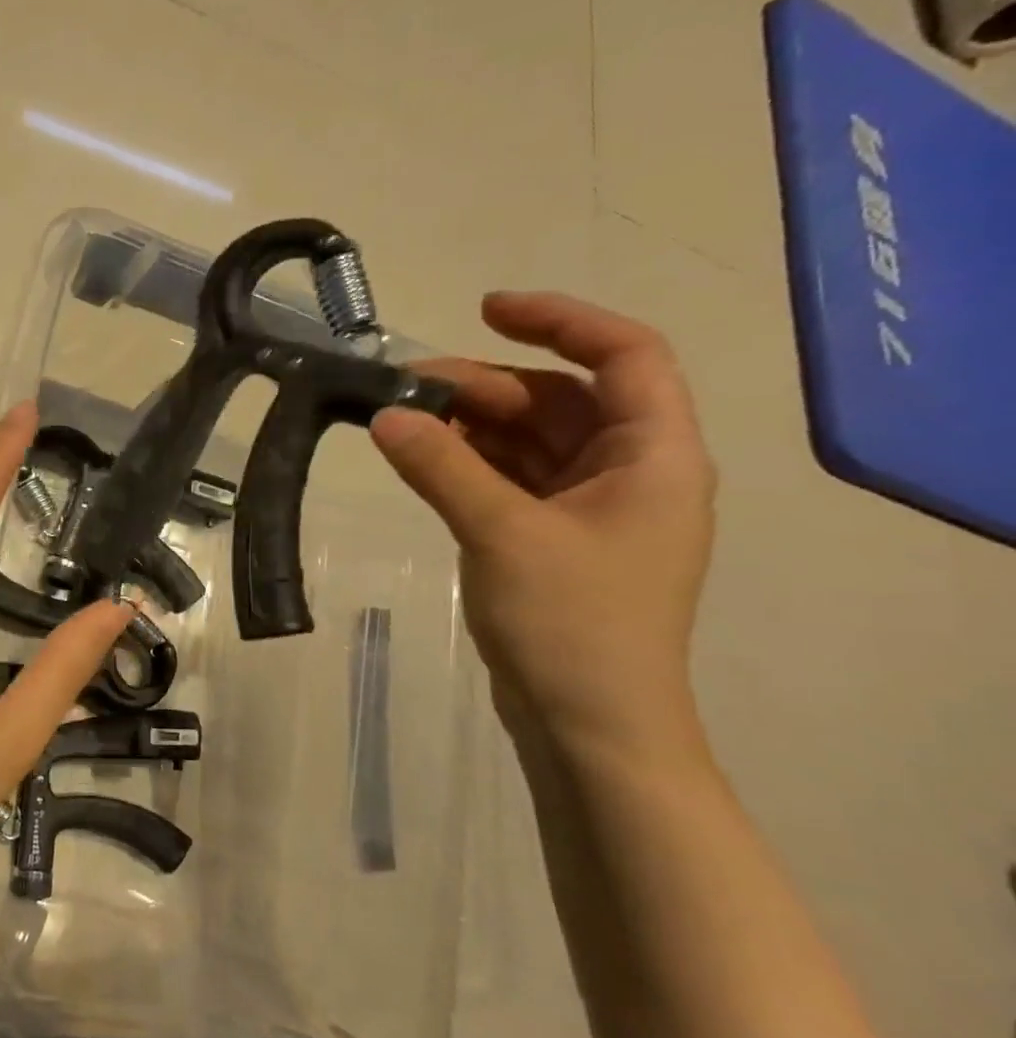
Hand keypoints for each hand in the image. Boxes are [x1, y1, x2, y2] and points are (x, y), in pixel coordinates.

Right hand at [371, 292, 715, 759]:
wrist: (591, 726)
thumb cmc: (573, 624)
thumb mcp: (503, 534)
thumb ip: (442, 468)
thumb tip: (383, 415)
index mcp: (654, 455)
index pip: (624, 355)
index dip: (559, 319)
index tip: (484, 310)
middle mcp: (630, 471)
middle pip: (561, 398)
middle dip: (487, 385)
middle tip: (408, 389)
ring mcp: (591, 509)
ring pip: (530, 440)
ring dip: (472, 425)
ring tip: (404, 421)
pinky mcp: (554, 539)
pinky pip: (512, 479)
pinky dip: (470, 464)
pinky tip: (424, 460)